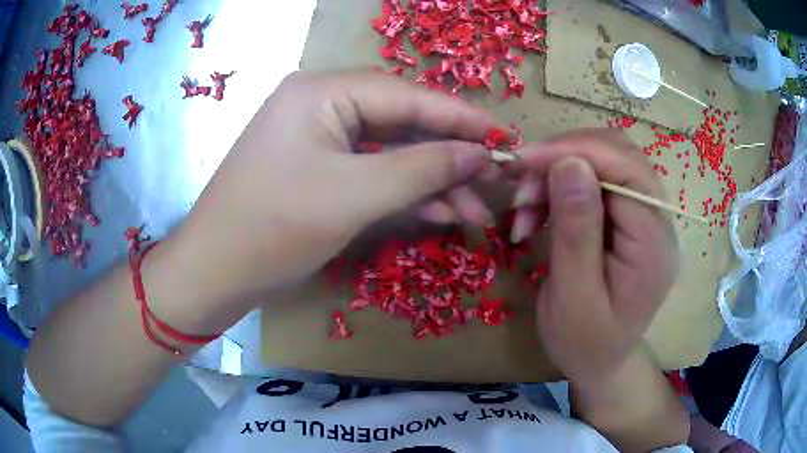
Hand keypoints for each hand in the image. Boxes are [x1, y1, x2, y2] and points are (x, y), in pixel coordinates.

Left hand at [170, 71, 496, 314]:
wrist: (215, 273)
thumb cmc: (272, 230)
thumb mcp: (354, 196)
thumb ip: (423, 168)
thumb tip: (480, 154)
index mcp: (321, 92)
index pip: (407, 96)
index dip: (460, 118)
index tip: (505, 138)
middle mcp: (321, 103)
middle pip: (401, 122)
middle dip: (449, 156)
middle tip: (495, 180)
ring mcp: (318, 137)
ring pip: (391, 151)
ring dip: (432, 180)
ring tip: (476, 210)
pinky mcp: (318, 167)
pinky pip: (371, 170)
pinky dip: (405, 192)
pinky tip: (441, 212)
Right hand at [513, 130, 678, 387]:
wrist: (599, 362)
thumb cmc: (585, 343)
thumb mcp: (573, 297)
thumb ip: (576, 231)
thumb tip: (569, 162)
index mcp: (653, 244)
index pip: (627, 170)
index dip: (577, 151)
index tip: (525, 161)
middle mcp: (658, 220)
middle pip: (619, 154)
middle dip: (565, 157)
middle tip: (520, 185)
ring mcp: (645, 216)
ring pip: (605, 160)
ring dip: (559, 170)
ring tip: (525, 208)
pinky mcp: (628, 218)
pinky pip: (596, 179)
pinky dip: (561, 184)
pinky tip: (538, 211)